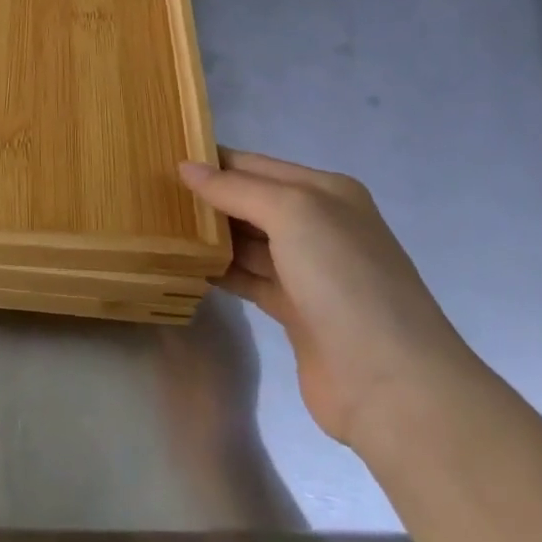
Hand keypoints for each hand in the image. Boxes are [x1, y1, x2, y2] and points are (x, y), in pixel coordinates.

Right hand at [180, 151, 480, 451]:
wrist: (391, 383)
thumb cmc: (343, 280)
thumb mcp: (292, 213)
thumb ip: (237, 188)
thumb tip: (186, 167)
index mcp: (326, 193)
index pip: (256, 165)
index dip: (212, 161)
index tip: (162, 158)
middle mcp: (320, 226)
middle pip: (250, 201)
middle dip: (207, 197)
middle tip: (151, 193)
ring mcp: (309, 271)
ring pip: (247, 241)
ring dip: (209, 234)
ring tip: (158, 225)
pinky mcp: (296, 311)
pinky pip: (248, 278)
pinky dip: (219, 270)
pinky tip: (184, 264)